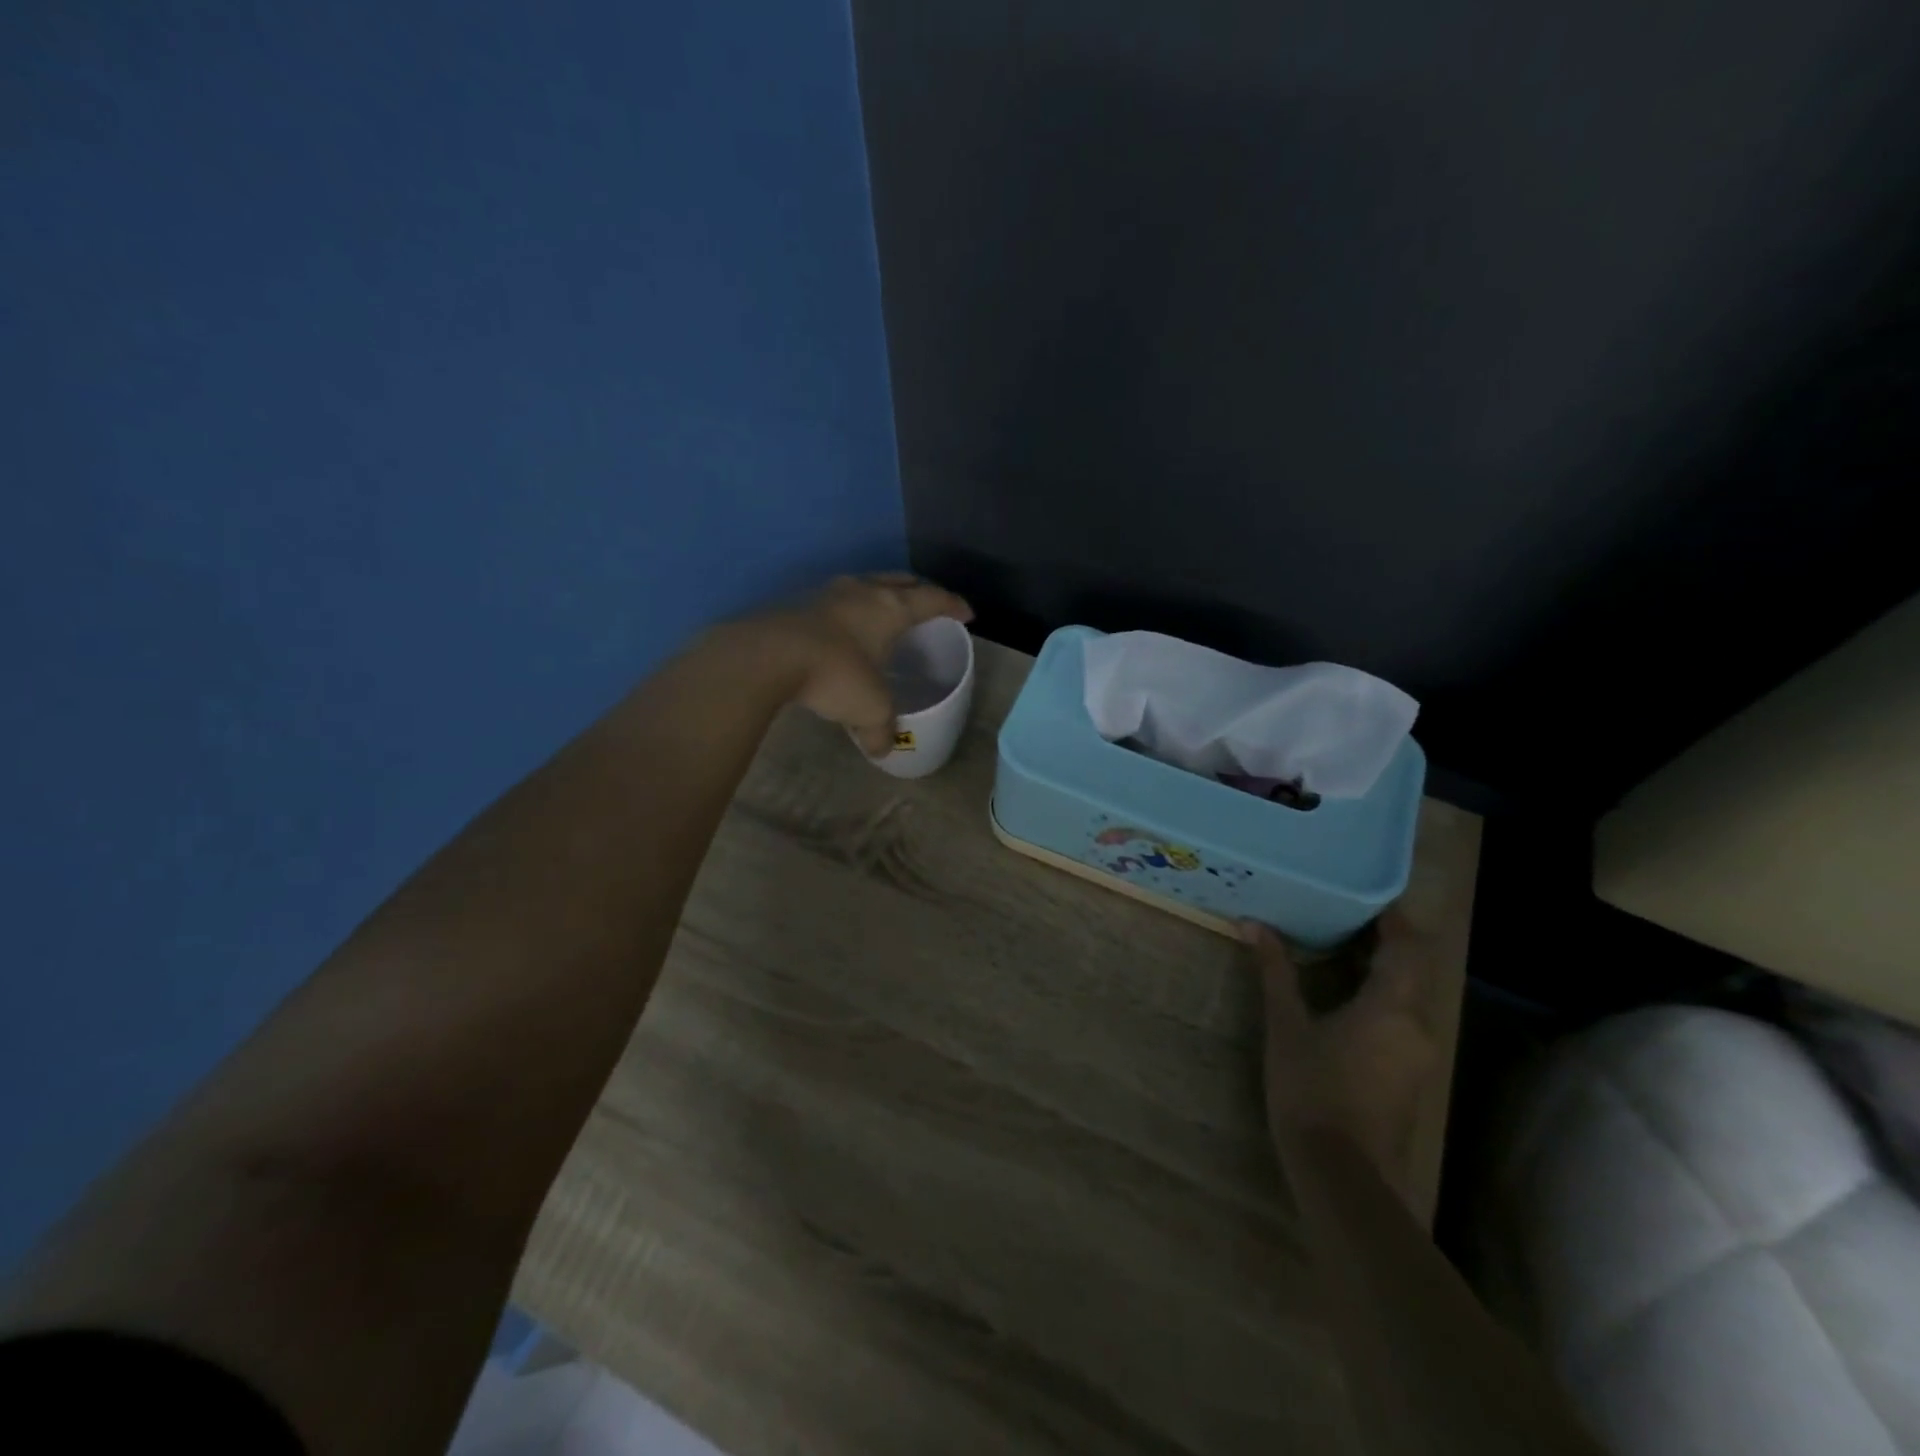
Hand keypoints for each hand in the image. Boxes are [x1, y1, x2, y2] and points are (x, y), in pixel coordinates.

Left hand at [746, 573, 972, 754]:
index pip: (932, 599)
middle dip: (919, 590)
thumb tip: (881, 750)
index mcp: (891, 608)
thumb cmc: (836, 675)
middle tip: (930, 604)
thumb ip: (881, 731)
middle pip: (900, 580)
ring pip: (866, 585)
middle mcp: (863, 591)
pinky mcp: (799, 603)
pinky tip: (846, 628)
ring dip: (881, 594)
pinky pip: (838, 600)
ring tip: (887, 612)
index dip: (953, 606)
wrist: (768, 656)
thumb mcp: (869, 710)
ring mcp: (828, 593)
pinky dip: (851, 609)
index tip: (967, 613)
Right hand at [1244, 913, 1437, 1209]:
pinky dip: (1380, 997)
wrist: (1342, 1175)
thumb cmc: (1311, 1090)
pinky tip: (1344, 998)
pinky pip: (1402, 1019)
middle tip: (1340, 914)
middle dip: (1383, 939)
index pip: (1407, 945)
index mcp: (1393, 1007)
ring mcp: (1419, 1055)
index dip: (1391, 916)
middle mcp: (1418, 1026)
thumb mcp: (1286, 1026)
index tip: (1363, 894)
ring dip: (1381, 969)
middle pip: (1412, 968)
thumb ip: (1275, 971)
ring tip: (1337, 947)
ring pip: (1409, 995)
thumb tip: (1252, 924)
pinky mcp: (1410, 1077)